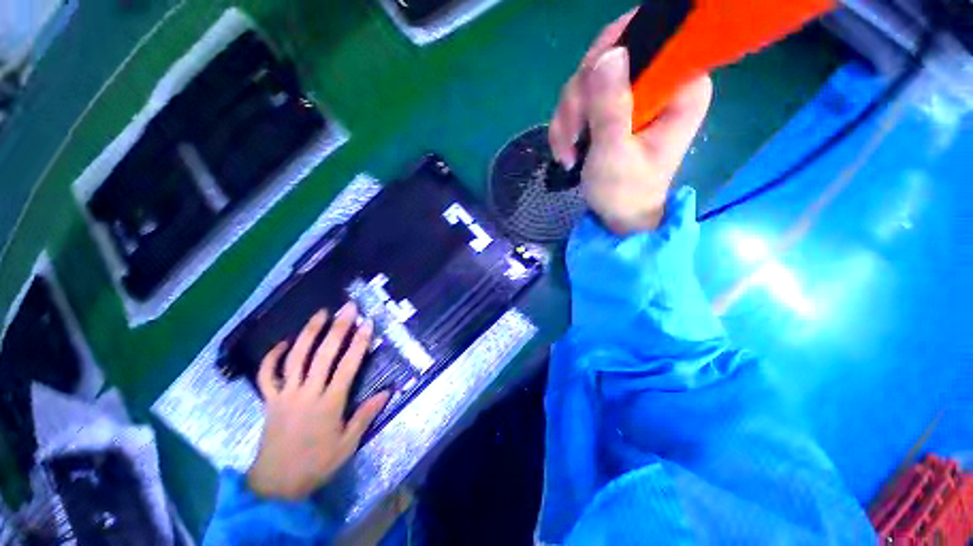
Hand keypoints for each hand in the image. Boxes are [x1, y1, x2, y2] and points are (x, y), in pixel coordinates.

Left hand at [247, 303, 390, 500]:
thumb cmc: (317, 463)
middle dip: (338, 328)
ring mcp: (285, 395)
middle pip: (323, 354)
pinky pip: (267, 375)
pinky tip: (284, 342)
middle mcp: (307, 393)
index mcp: (329, 403)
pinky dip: (273, 357)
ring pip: (296, 358)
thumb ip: (366, 414)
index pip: (348, 365)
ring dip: (308, 333)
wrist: (276, 485)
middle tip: (348, 308)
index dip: (359, 342)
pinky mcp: (269, 400)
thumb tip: (388, 391)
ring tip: (320, 313)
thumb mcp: (348, 444)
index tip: (367, 323)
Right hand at [548, 11, 711, 234]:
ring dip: (569, 118)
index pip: (649, 39)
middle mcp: (661, 82)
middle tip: (571, 138)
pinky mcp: (616, 109)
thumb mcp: (614, 154)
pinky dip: (567, 126)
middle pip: (610, 57)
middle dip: (580, 100)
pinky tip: (565, 150)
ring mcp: (635, 95)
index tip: (585, 93)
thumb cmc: (624, 193)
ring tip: (566, 153)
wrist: (618, 217)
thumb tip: (609, 54)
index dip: (609, 55)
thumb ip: (611, 108)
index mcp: (680, 89)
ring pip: (589, 80)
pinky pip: (582, 100)